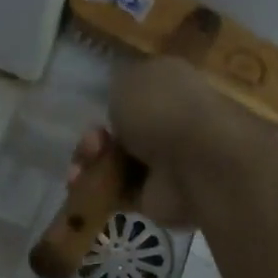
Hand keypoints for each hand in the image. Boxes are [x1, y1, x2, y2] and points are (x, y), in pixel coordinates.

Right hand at [67, 55, 259, 225]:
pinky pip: (117, 193)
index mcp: (170, 87)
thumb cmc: (163, 109)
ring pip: (114, 164)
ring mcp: (164, 164)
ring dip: (92, 164)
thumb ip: (118, 87)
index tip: (97, 110)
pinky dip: (97, 190)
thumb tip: (119, 102)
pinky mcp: (154, 198)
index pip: (135, 95)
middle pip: (120, 134)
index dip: (110, 102)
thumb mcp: (129, 79)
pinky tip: (84, 185)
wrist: (195, 162)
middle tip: (92, 142)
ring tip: (82, 166)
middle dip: (96, 138)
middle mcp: (169, 124)